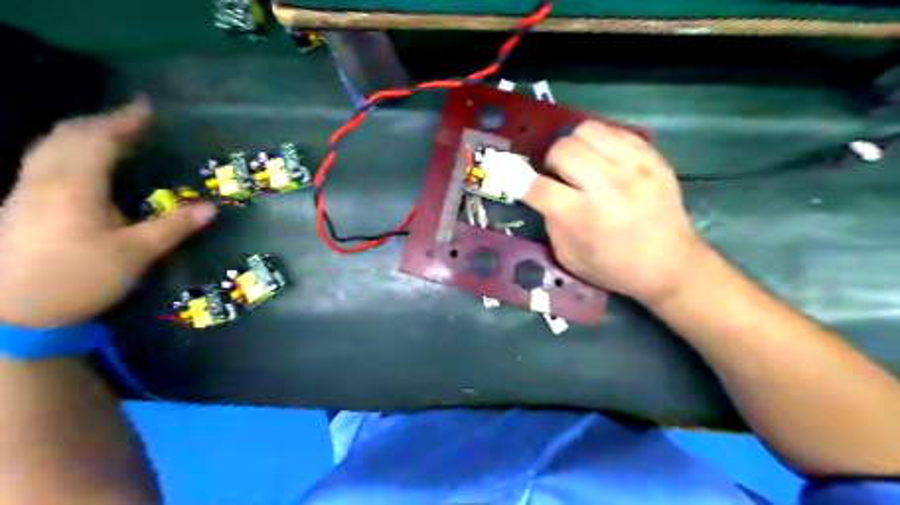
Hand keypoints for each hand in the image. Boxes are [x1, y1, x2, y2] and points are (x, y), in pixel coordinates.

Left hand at [0, 97, 215, 326]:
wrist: (9, 316)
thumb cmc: (77, 279)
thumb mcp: (135, 255)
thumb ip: (172, 227)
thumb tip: (211, 208)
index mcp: (74, 187)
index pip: (98, 139)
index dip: (124, 120)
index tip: (147, 107)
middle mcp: (43, 181)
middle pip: (67, 136)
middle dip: (101, 122)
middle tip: (133, 121)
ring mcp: (24, 193)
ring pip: (49, 147)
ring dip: (81, 134)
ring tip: (110, 135)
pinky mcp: (17, 207)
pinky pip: (43, 163)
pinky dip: (67, 151)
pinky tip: (80, 165)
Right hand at [524, 121, 714, 306]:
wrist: (672, 265)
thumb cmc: (615, 268)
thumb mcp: (569, 257)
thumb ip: (551, 222)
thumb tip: (541, 192)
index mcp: (582, 217)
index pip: (537, 187)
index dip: (518, 180)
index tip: (511, 177)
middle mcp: (607, 187)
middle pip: (562, 150)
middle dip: (551, 162)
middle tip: (559, 176)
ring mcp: (633, 167)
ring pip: (587, 131)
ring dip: (574, 146)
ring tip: (582, 163)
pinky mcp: (652, 157)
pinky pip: (614, 130)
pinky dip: (600, 142)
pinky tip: (604, 159)